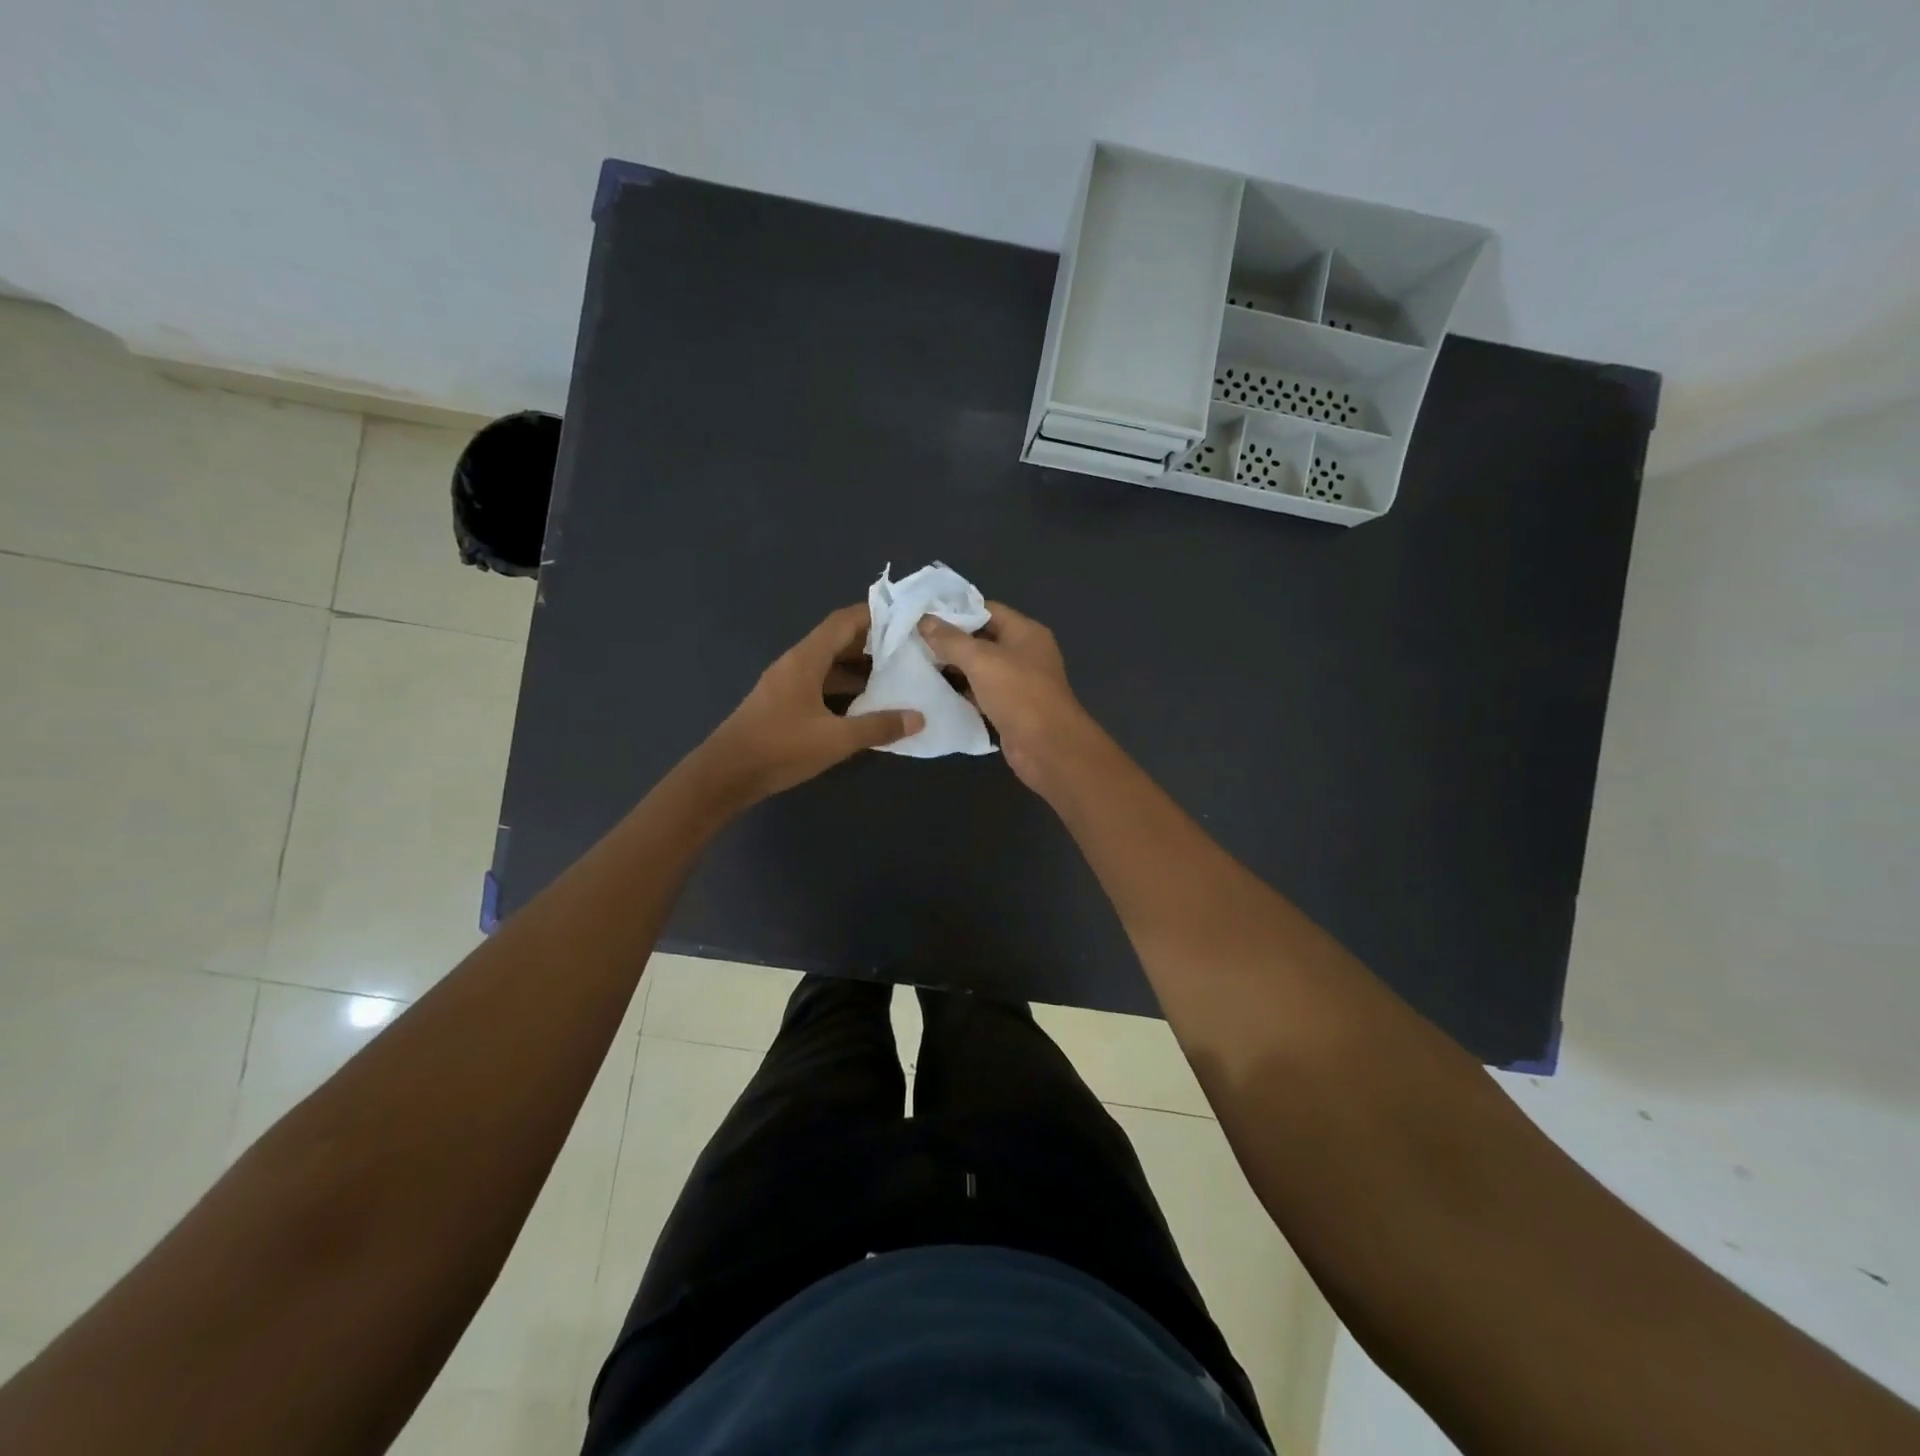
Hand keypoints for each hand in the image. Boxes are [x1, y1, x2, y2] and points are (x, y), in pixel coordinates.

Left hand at [697, 604, 922, 804]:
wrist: (725, 775)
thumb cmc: (780, 749)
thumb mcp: (836, 739)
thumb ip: (878, 727)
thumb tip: (918, 717)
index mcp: (805, 660)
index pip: (843, 621)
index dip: (874, 615)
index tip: (905, 618)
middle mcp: (795, 664)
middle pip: (837, 641)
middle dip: (872, 643)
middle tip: (908, 649)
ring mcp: (786, 684)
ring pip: (828, 664)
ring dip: (858, 668)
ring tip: (894, 676)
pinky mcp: (783, 704)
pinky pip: (819, 684)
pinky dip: (843, 687)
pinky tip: (864, 704)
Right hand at [919, 601, 1092, 791]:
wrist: (1048, 747)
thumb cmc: (1019, 694)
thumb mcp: (981, 660)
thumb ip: (951, 640)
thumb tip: (924, 620)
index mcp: (1025, 632)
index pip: (987, 610)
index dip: (956, 611)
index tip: (924, 616)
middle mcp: (1024, 653)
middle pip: (982, 640)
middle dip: (950, 642)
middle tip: (914, 643)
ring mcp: (1018, 683)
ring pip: (980, 669)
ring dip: (953, 669)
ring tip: (917, 666)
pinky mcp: (1010, 709)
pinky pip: (981, 694)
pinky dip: (962, 693)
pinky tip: (934, 694)